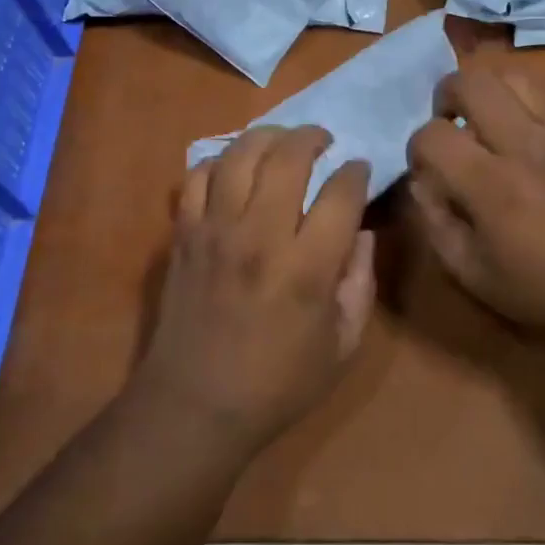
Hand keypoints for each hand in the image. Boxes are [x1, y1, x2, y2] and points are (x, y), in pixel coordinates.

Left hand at [134, 126, 375, 455]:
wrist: (193, 407)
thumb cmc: (277, 384)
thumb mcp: (342, 347)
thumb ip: (360, 284)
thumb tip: (361, 233)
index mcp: (306, 267)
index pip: (340, 193)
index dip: (356, 172)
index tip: (359, 170)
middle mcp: (259, 236)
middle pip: (288, 157)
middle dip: (313, 137)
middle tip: (324, 141)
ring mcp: (215, 230)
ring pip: (239, 155)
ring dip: (267, 137)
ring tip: (282, 142)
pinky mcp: (183, 234)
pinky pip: (196, 176)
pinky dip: (218, 162)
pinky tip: (235, 170)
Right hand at [406, 69, 544, 343]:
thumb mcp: (476, 277)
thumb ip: (437, 225)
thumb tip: (422, 181)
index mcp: (493, 187)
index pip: (433, 136)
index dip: (416, 148)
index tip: (426, 168)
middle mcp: (525, 145)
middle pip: (470, 83)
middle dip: (446, 97)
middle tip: (450, 124)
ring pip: (511, 75)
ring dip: (488, 91)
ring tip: (486, 119)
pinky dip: (528, 95)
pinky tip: (527, 122)